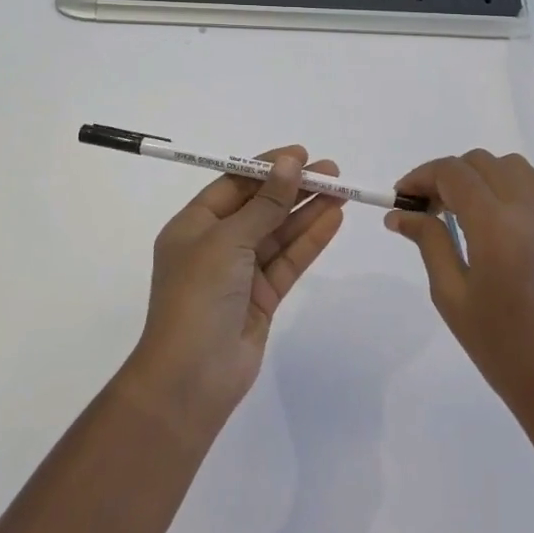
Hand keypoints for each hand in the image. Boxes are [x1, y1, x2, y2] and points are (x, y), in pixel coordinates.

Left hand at [123, 146, 346, 438]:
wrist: (191, 378)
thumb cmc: (198, 296)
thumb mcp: (228, 240)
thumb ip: (265, 203)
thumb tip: (290, 163)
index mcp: (193, 226)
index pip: (234, 185)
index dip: (267, 168)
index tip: (301, 154)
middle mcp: (216, 245)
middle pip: (260, 207)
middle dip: (294, 188)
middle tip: (332, 172)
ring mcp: (240, 273)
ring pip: (279, 234)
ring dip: (307, 212)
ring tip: (342, 191)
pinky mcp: (262, 298)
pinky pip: (288, 261)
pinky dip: (310, 241)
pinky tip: (334, 220)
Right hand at [386, 151, 533, 445]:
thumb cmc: (504, 350)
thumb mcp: (453, 297)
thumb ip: (429, 243)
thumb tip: (400, 214)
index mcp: (496, 225)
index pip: (453, 173)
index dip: (421, 176)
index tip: (402, 198)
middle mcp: (529, 208)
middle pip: (481, 163)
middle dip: (448, 176)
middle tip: (427, 209)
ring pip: (511, 167)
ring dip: (480, 177)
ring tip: (462, 213)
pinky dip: (508, 187)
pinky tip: (495, 222)